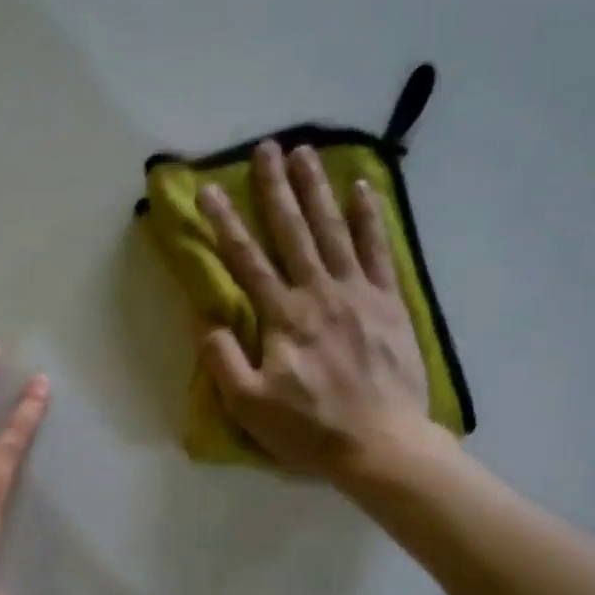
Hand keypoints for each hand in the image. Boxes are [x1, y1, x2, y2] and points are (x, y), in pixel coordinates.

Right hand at [198, 141, 430, 480]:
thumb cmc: (310, 430)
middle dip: (276, 188)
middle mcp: (319, 293)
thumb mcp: (249, 406)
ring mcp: (359, 294)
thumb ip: (222, 358)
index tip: (209, 189)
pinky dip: (370, 218)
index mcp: (283, 317)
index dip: (225, 223)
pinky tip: (362, 189)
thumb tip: (205, 316)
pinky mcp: (390, 304)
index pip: (247, 261)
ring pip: (334, 230)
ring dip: (317, 189)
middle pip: (293, 231)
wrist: (384, 447)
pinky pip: (378, 251)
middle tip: (266, 147)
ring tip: (306, 152)